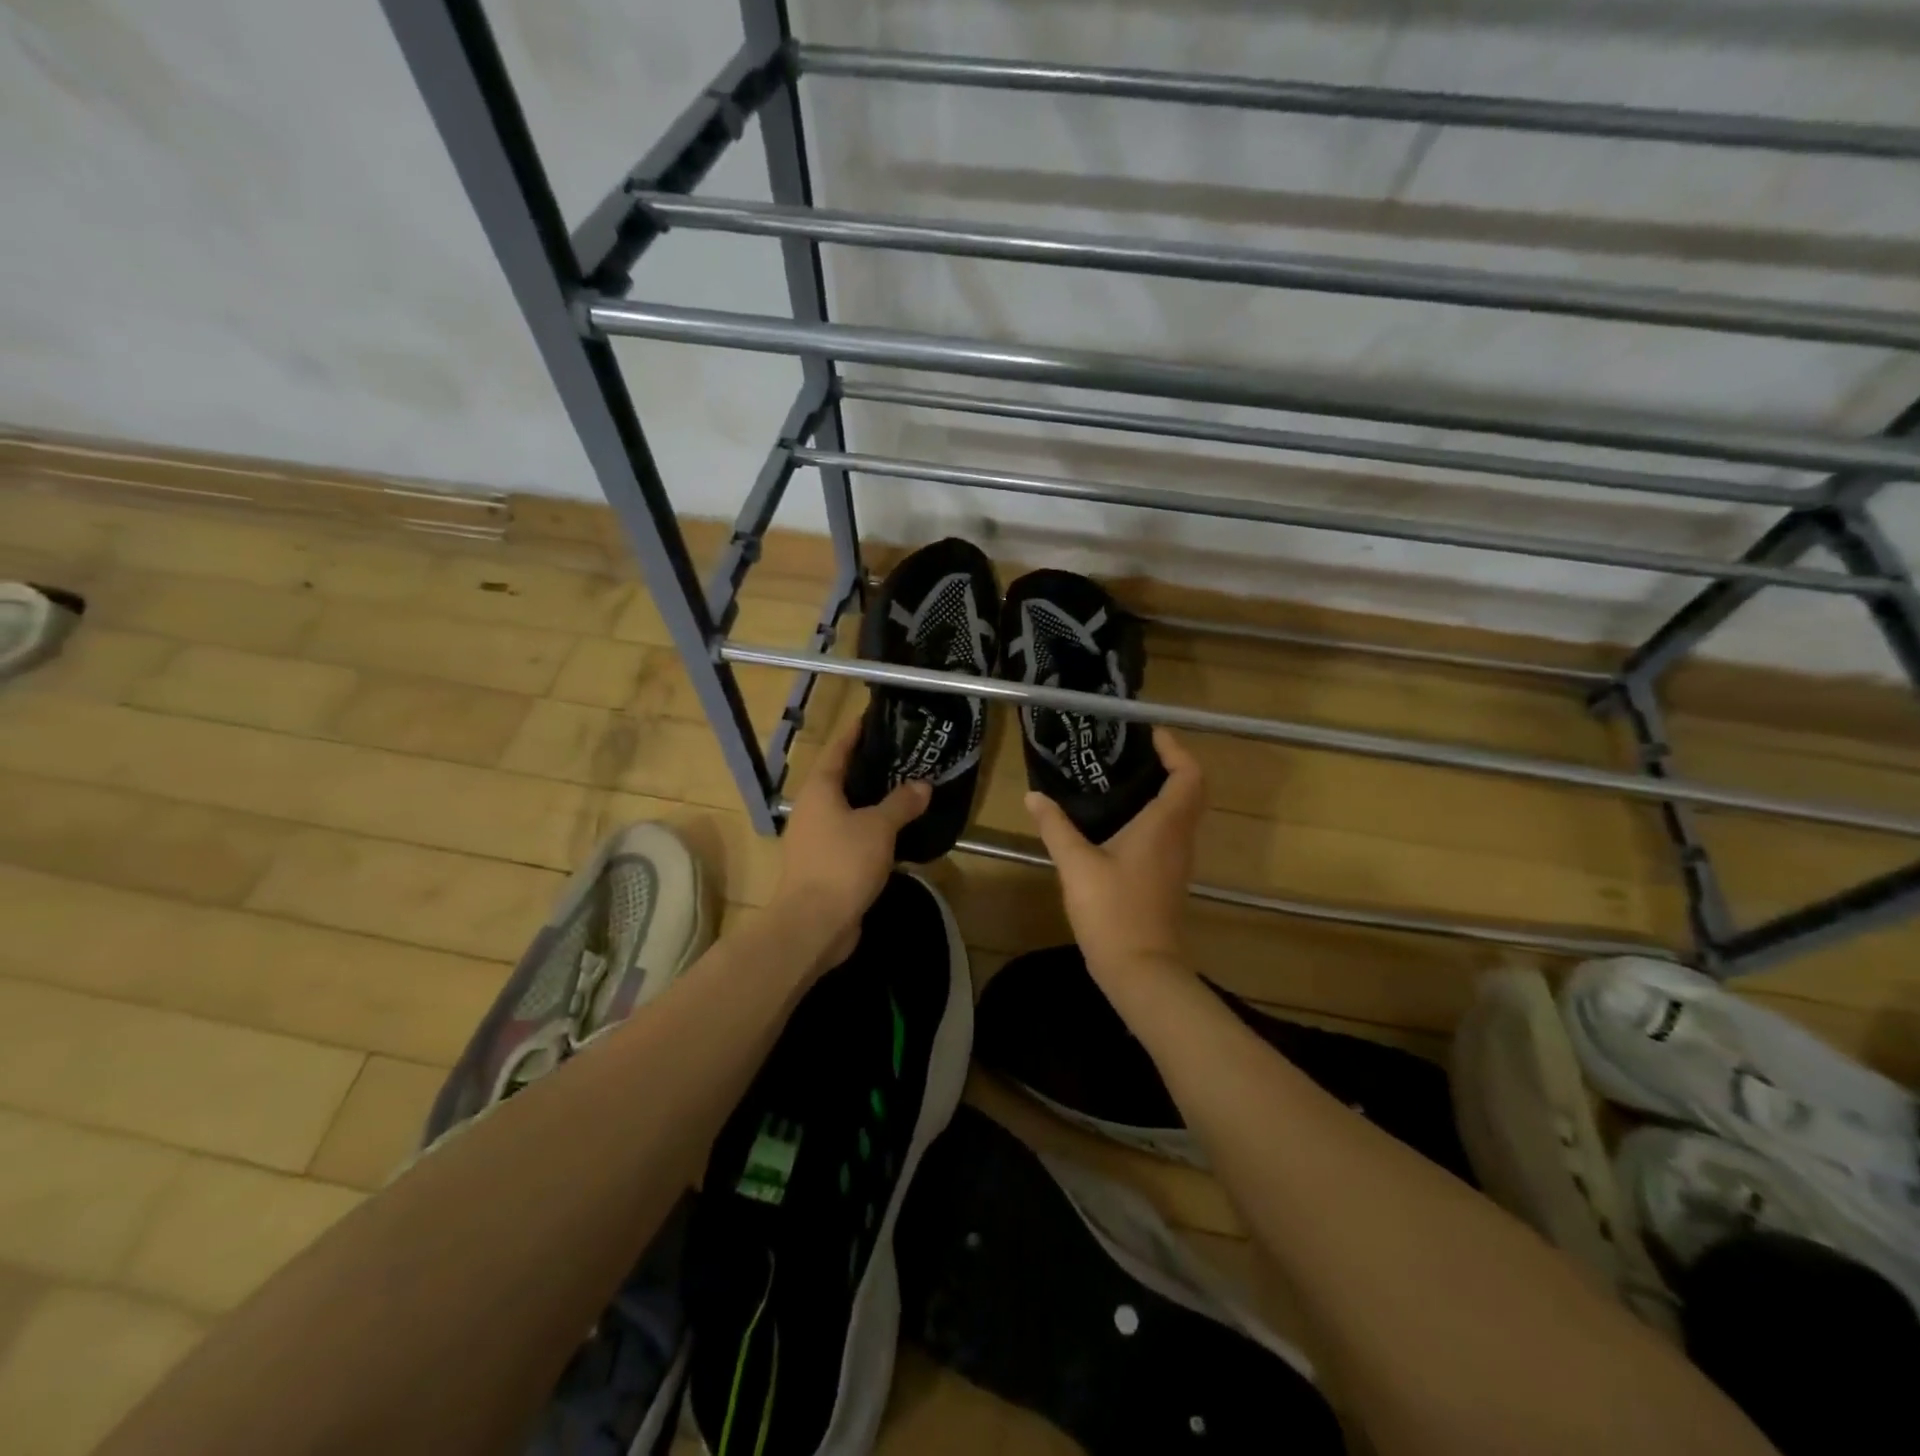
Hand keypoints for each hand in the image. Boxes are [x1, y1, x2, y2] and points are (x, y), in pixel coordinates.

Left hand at [772, 719, 931, 971]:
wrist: (813, 923)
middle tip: (902, 755)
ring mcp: (816, 839)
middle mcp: (812, 809)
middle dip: (868, 768)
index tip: (874, 717)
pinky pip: (851, 837)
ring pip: (847, 810)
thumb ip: (900, 803)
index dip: (855, 733)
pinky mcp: (824, 865)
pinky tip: (896, 833)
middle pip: (841, 779)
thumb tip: (922, 784)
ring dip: (871, 802)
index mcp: (819, 790)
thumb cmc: (842, 863)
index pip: (838, 750)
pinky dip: (871, 831)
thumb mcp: (878, 827)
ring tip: (904, 790)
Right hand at [1025, 727, 1203, 985]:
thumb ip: (1055, 826)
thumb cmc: (1112, 911)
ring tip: (1119, 780)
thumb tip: (1033, 796)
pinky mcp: (1167, 879)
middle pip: (1189, 790)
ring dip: (1160, 791)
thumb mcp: (1076, 864)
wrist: (1141, 970)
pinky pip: (1169, 834)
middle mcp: (1179, 838)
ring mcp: (1177, 861)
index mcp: (1164, 825)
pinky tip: (1117, 823)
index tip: (1149, 735)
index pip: (1188, 774)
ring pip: (1180, 814)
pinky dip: (1153, 817)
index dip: (1175, 749)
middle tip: (1130, 754)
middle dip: (1167, 766)